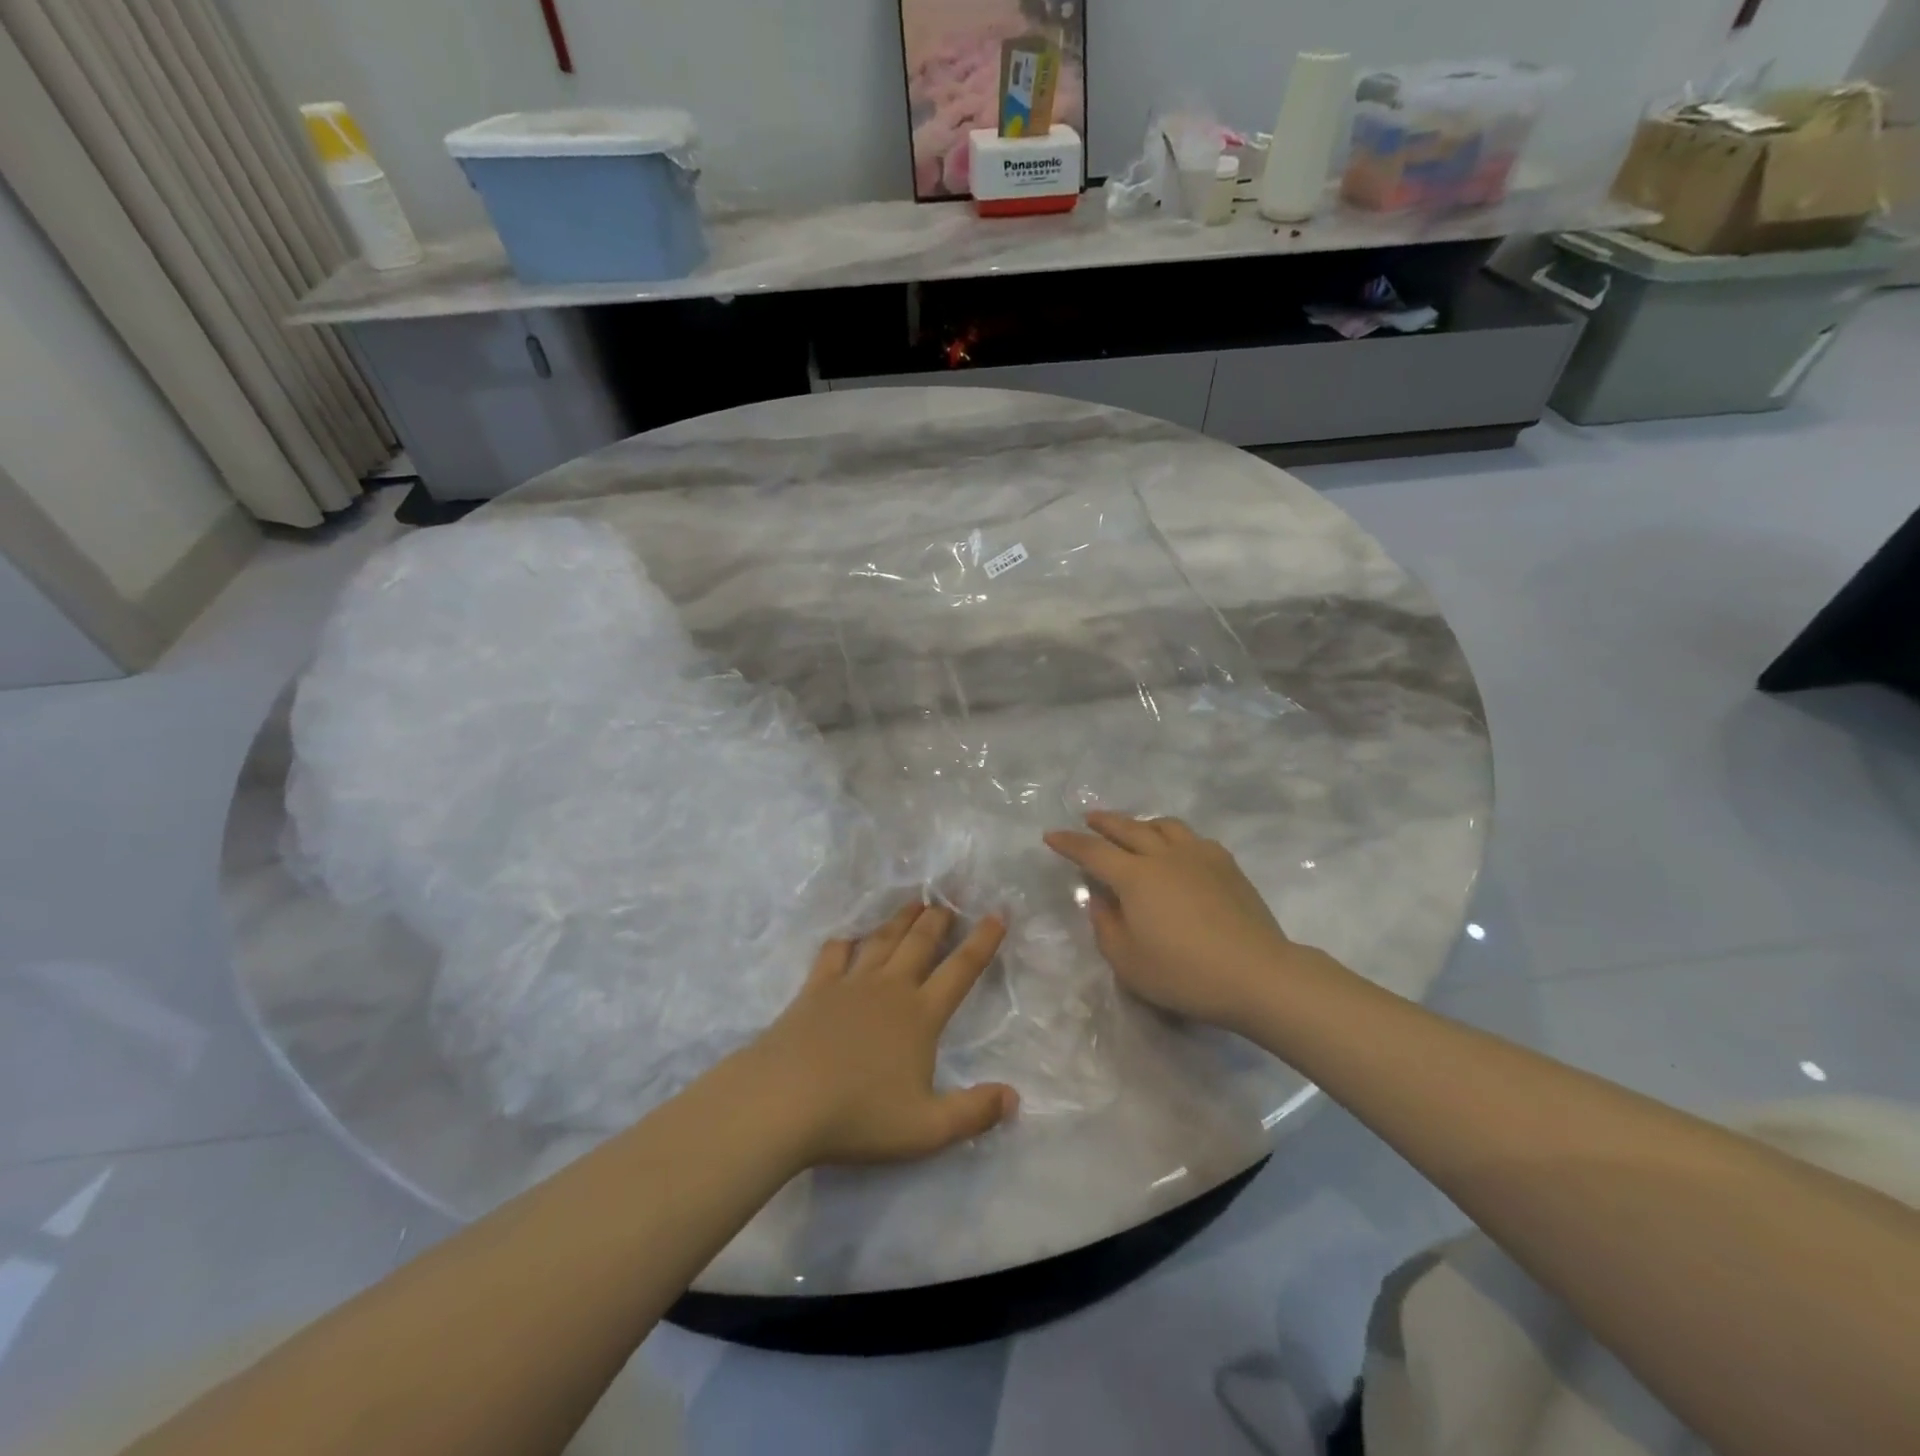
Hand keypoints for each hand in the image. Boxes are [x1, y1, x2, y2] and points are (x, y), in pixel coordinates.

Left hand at [745, 903, 1018, 1166]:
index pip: (960, 970)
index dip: (982, 942)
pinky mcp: (815, 989)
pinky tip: (849, 937)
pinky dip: (846, 941)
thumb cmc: (858, 1115)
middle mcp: (889, 989)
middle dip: (939, 919)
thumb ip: (973, 1112)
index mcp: (920, 1015)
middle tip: (949, 900)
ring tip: (913, 903)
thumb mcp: (926, 1129)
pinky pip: (834, 954)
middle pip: (920, 943)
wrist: (783, 1101)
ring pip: (882, 940)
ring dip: (901, 919)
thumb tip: (1014, 1098)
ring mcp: (849, 984)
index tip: (996, 914)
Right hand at [1044, 811, 1318, 1032]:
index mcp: (1135, 877)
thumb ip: (1106, 925)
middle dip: (1104, 822)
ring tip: (1134, 828)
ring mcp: (1199, 856)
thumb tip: (1101, 899)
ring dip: (1142, 823)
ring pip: (1164, 825)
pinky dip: (1175, 837)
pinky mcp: (1227, 865)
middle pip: (1128, 828)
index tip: (1051, 835)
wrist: (1256, 975)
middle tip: (1089, 818)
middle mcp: (1164, 855)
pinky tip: (1178, 850)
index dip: (1069, 843)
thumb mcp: (1127, 961)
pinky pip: (1194, 839)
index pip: (1092, 851)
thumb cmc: (1184, 973)